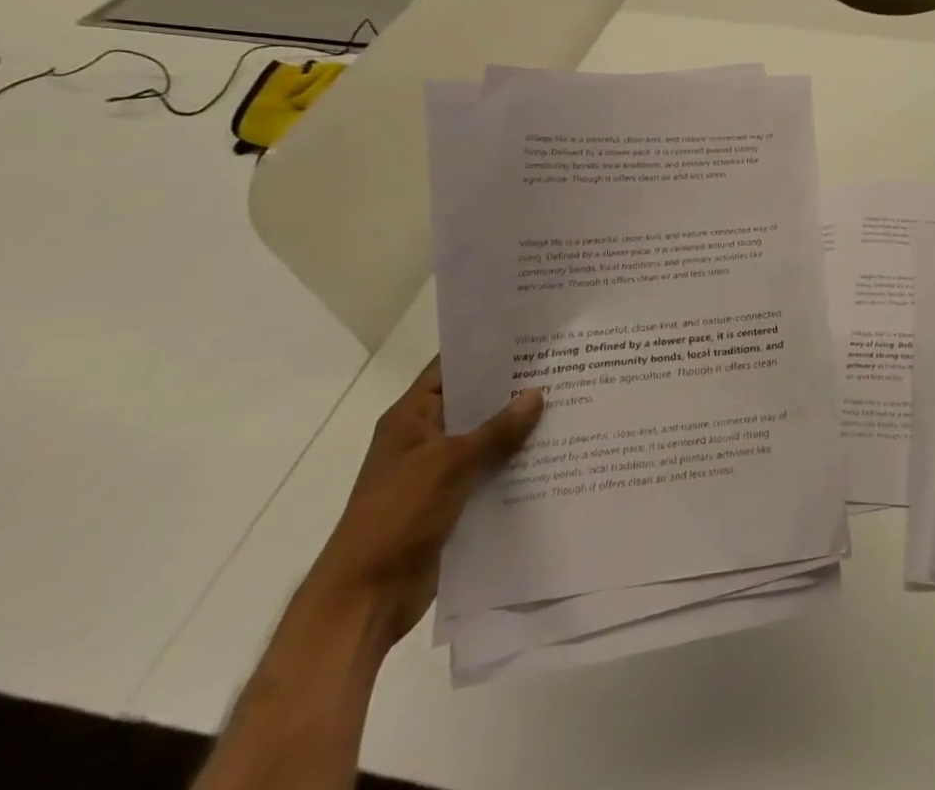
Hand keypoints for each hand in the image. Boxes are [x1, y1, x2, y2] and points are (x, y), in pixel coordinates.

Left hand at [306, 358, 543, 647]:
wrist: (365, 599)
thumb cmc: (397, 516)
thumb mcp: (450, 464)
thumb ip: (497, 430)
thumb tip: (537, 394)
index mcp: (411, 418)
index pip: (451, 369)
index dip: (486, 351)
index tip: (530, 336)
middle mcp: (424, 438)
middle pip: (474, 403)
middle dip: (513, 390)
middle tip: (563, 367)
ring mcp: (437, 472)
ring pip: (486, 439)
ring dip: (519, 430)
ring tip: (569, 405)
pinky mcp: (452, 502)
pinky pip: (489, 472)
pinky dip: (515, 464)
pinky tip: (554, 454)